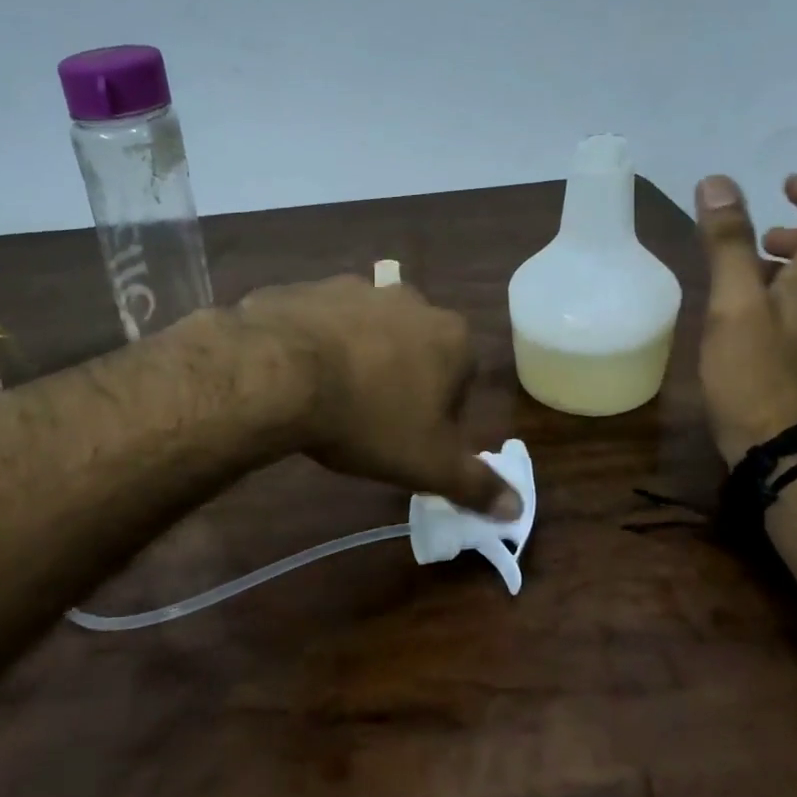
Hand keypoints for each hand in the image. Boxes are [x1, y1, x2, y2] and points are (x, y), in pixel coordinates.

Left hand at [236, 276, 517, 516]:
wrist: (280, 375)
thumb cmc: (369, 419)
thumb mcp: (428, 464)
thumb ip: (475, 484)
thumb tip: (516, 508)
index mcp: (450, 336)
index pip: (462, 378)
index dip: (440, 412)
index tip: (411, 438)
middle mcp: (409, 300)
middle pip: (415, 349)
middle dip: (400, 380)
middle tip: (370, 420)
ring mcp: (355, 288)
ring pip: (366, 332)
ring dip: (357, 359)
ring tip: (329, 399)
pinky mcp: (308, 288)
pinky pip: (320, 321)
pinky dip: (314, 344)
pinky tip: (296, 376)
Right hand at [693, 173, 796, 466]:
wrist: (779, 446)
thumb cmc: (755, 370)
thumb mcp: (734, 302)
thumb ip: (727, 244)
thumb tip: (717, 182)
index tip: (787, 183)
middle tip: (768, 231)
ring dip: (795, 265)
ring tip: (750, 268)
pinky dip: (784, 295)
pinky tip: (747, 312)